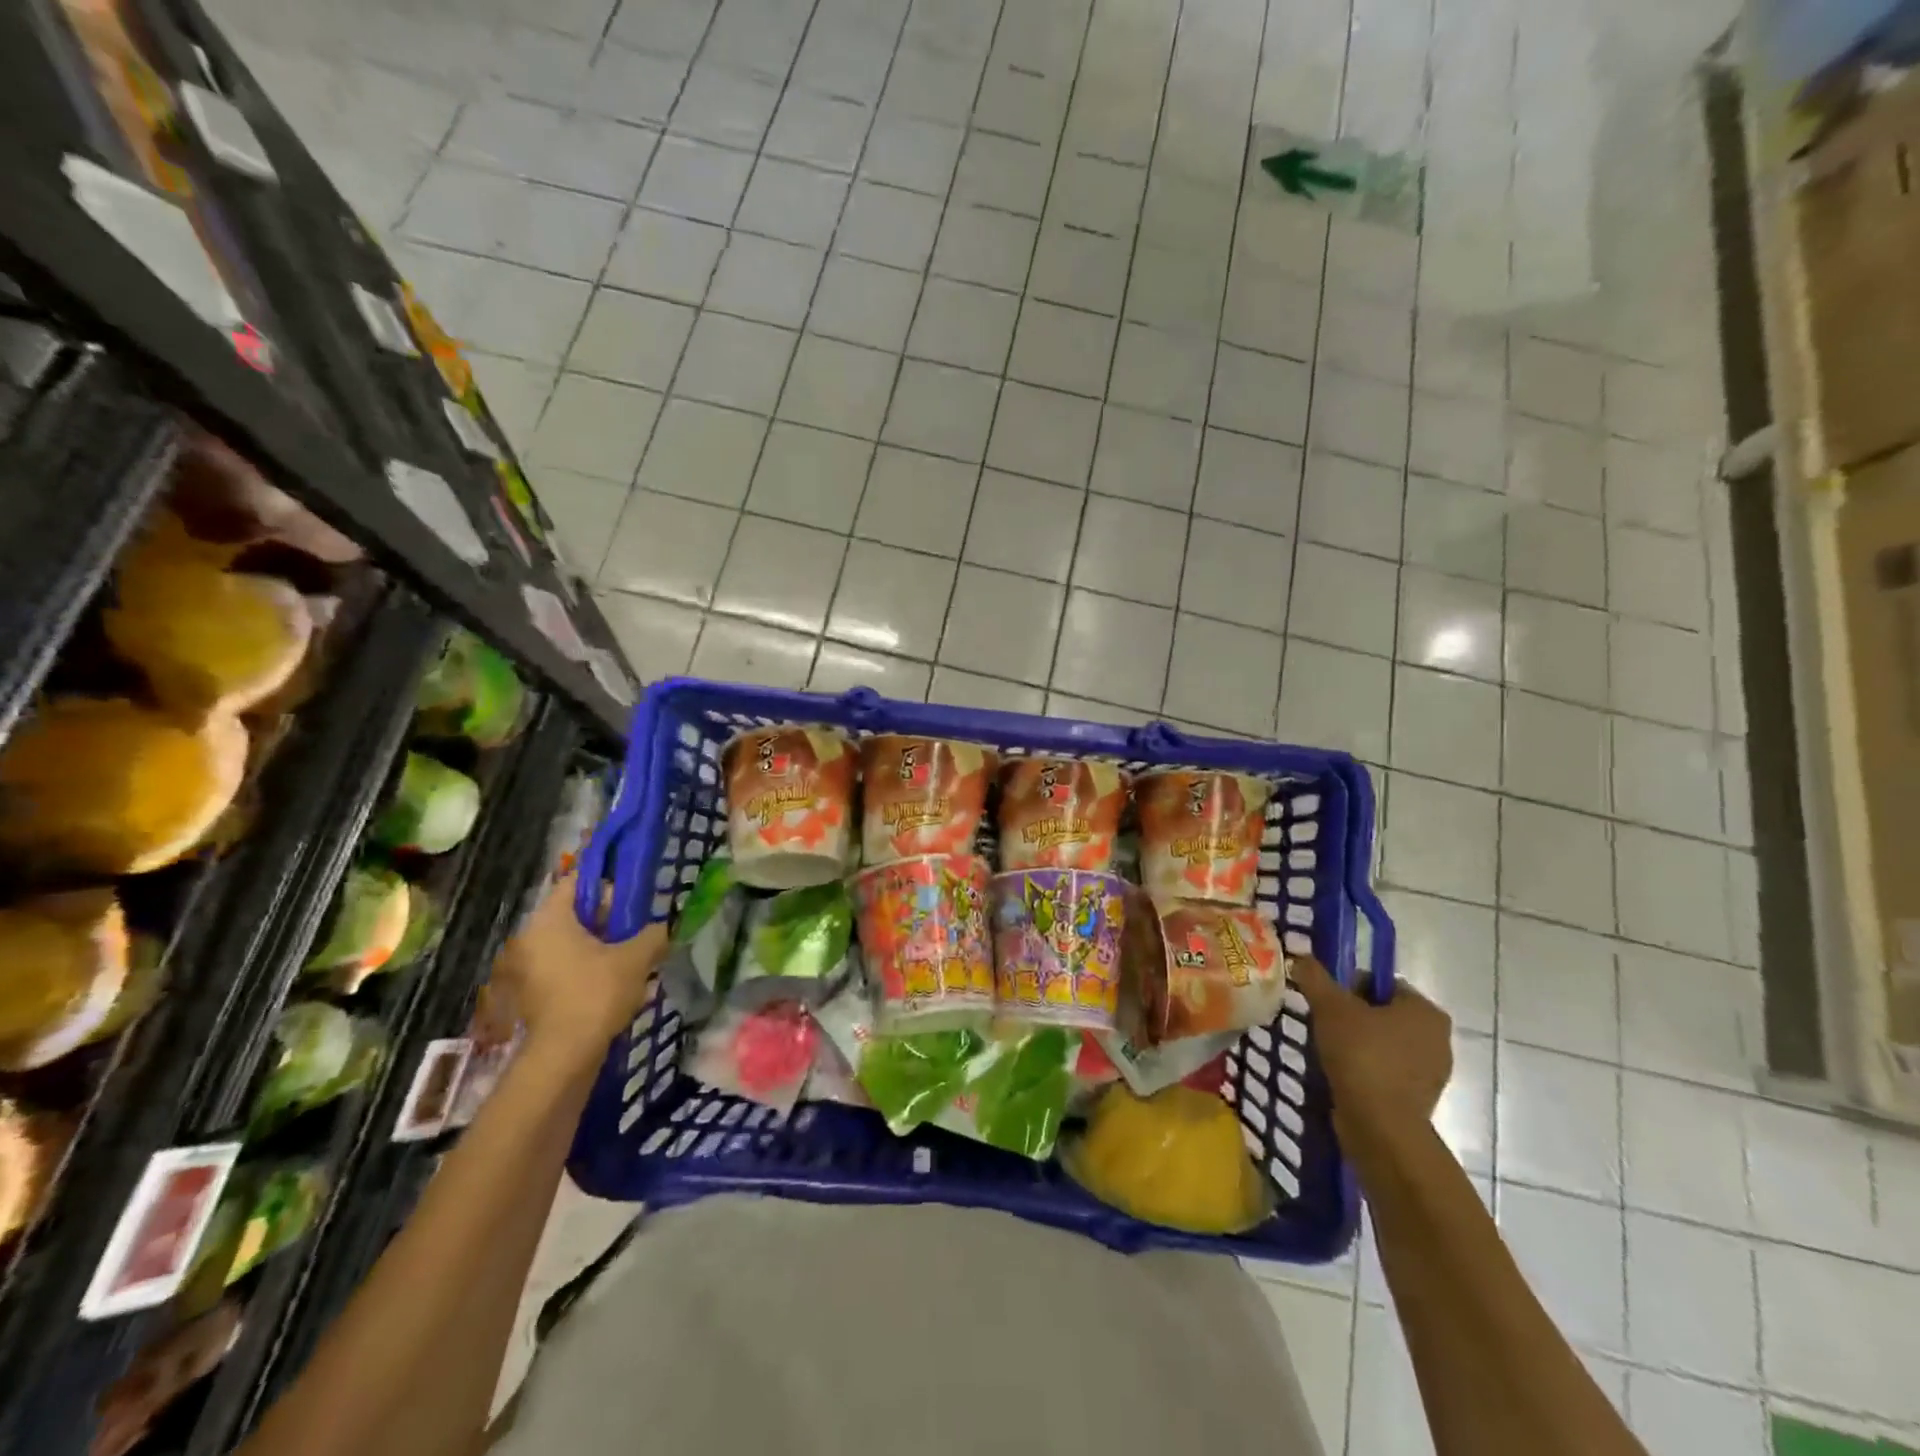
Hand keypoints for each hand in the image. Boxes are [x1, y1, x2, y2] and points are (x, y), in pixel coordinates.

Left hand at [492, 874, 667, 1061]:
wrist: (564, 1056)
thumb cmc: (596, 994)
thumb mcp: (636, 958)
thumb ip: (652, 935)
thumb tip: (662, 927)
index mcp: (550, 920)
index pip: (575, 882)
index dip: (605, 879)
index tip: (632, 886)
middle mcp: (531, 938)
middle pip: (574, 913)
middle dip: (608, 917)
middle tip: (638, 924)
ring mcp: (528, 968)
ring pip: (571, 942)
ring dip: (601, 944)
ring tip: (634, 954)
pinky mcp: (533, 994)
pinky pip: (565, 966)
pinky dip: (589, 966)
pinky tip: (617, 979)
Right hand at [1292, 956, 1451, 1144]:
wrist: (1380, 1126)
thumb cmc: (1362, 1055)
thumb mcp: (1330, 1007)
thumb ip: (1315, 978)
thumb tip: (1302, 958)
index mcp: (1426, 1011)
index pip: (1382, 983)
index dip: (1349, 987)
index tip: (1326, 1001)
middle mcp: (1438, 1039)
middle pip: (1384, 1013)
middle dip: (1353, 1017)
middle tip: (1323, 1024)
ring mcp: (1432, 1073)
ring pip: (1385, 1044)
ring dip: (1358, 1044)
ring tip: (1329, 1051)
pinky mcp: (1420, 1100)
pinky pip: (1387, 1072)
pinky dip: (1366, 1069)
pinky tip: (1342, 1074)